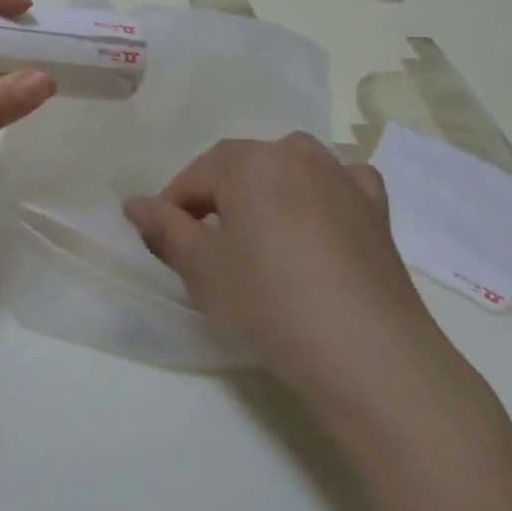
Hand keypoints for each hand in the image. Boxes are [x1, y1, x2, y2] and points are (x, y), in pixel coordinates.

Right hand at [123, 134, 482, 449]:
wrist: (369, 355)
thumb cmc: (269, 302)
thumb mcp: (200, 268)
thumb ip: (162, 228)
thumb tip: (134, 204)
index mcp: (248, 161)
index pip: (195, 176)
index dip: (173, 207)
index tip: (165, 243)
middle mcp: (295, 155)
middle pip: (240, 166)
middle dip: (217, 197)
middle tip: (207, 246)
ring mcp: (342, 179)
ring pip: (290, 165)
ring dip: (267, 188)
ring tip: (260, 231)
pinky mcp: (377, 210)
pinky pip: (342, 182)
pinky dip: (324, 191)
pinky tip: (319, 218)